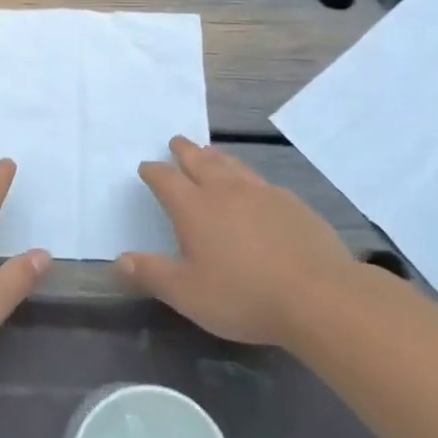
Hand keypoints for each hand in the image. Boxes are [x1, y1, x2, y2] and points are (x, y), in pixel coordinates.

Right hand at [118, 136, 353, 346]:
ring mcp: (262, 193)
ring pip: (232, 165)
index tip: (146, 167)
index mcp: (194, 208)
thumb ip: (151, 274)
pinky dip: (247, 177)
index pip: (166, 179)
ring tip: (210, 152)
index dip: (153, 172)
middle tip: (177, 142)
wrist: (319, 295)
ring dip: (216, 156)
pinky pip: (261, 181)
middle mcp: (225, 191)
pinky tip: (253, 188)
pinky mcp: (292, 204)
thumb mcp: (187, 294)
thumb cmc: (243, 295)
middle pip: (200, 161)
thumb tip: (118, 260)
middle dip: (185, 151)